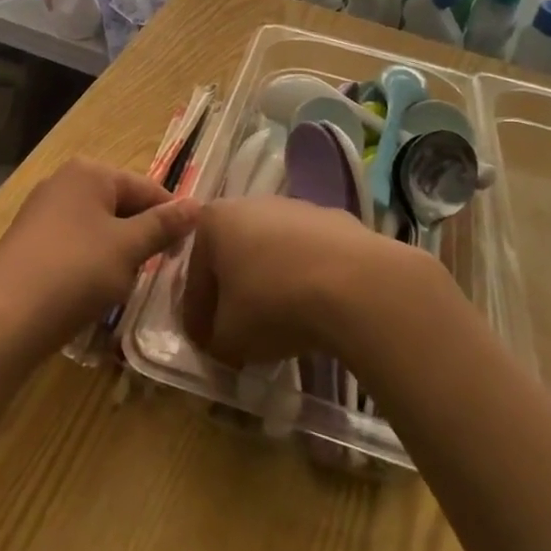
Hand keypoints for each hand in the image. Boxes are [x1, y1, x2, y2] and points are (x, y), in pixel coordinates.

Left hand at [0, 160, 199, 353]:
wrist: (2, 319)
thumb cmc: (74, 273)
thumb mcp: (129, 249)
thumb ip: (164, 225)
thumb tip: (197, 205)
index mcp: (89, 172)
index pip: (147, 188)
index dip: (172, 218)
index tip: (187, 251)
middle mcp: (63, 182)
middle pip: (121, 205)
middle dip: (141, 236)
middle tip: (157, 271)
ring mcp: (41, 212)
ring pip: (98, 228)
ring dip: (117, 253)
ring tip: (123, 284)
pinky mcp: (28, 243)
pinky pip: (74, 245)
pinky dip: (90, 263)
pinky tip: (91, 291)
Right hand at [181, 197, 434, 366]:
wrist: (355, 284)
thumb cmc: (274, 303)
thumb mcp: (228, 338)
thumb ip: (215, 340)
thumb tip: (224, 341)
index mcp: (215, 221)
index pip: (195, 277)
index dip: (197, 318)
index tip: (206, 347)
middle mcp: (253, 203)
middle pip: (235, 258)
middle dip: (235, 295)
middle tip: (240, 335)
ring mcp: (299, 208)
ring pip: (274, 254)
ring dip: (273, 285)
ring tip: (283, 326)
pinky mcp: (338, 220)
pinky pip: (311, 257)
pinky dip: (307, 280)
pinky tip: (317, 309)